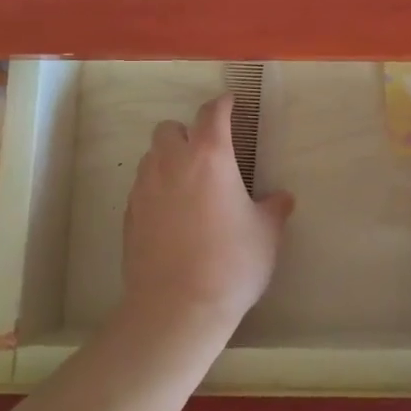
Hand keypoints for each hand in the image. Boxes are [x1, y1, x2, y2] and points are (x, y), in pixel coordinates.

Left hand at [118, 93, 294, 343]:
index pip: (212, 113)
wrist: (176, 308)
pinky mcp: (129, 214)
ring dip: (168, 159)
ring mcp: (145, 188)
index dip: (223, 104)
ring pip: (151, 156)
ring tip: (188, 183)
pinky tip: (171, 213)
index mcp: (209, 156)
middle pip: (170, 128)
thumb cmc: (230, 263)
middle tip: (206, 151)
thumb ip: (273, 209)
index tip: (230, 102)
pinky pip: (141, 187)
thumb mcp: (266, 235)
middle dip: (186, 131)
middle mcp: (172, 163)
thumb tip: (282, 199)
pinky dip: (156, 188)